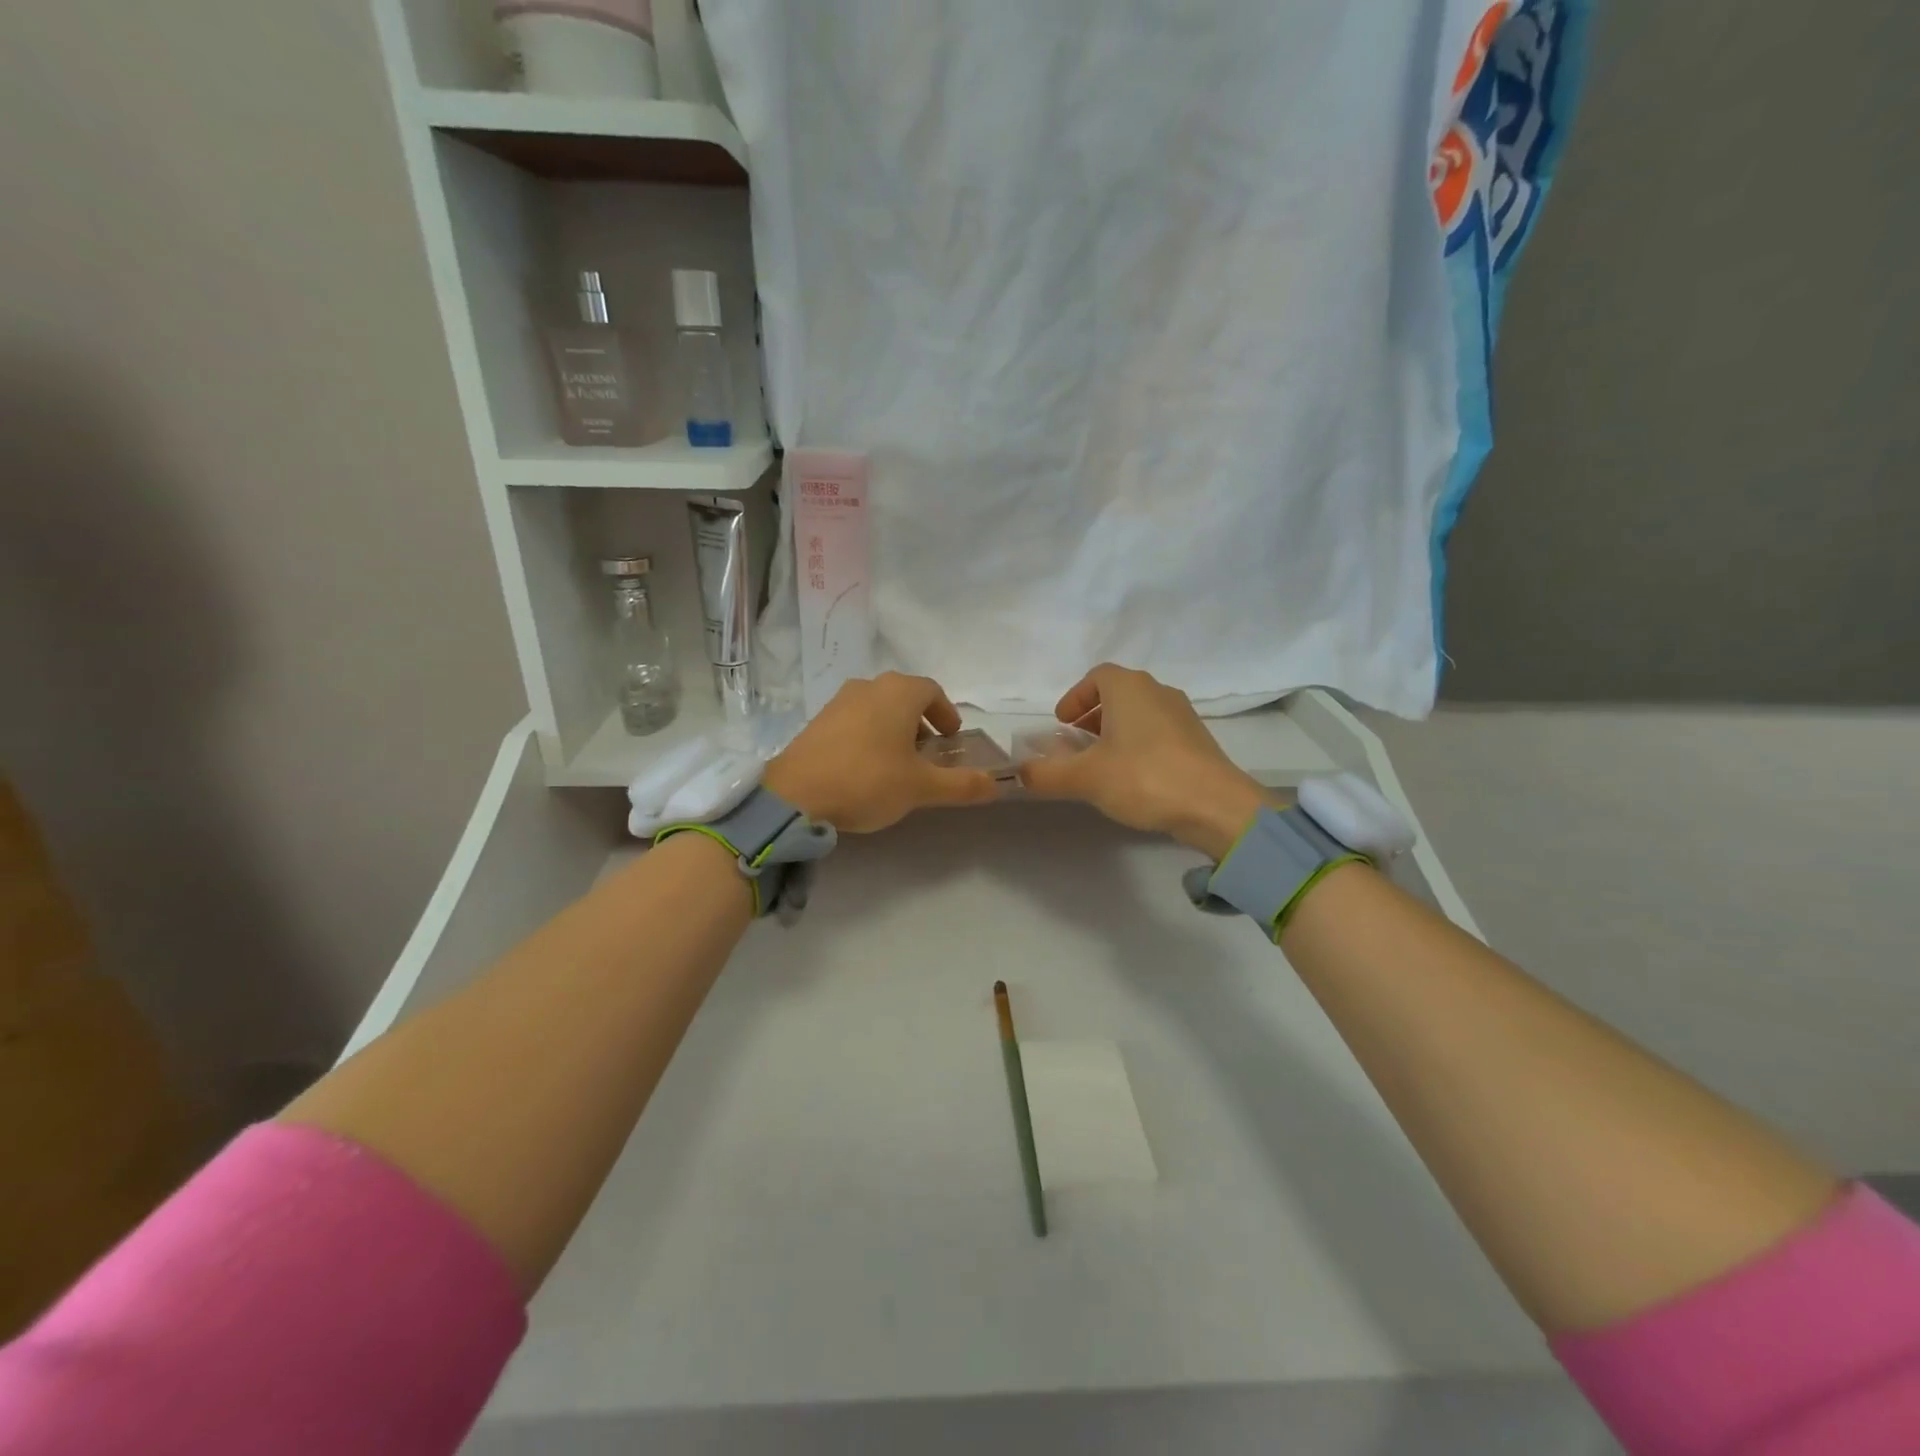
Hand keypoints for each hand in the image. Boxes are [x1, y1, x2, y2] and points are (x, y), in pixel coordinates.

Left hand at [763, 673, 1000, 832]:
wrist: (795, 795)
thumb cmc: (868, 780)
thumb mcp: (921, 787)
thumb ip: (962, 784)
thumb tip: (997, 784)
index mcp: (898, 692)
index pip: (932, 691)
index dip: (947, 712)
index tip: (952, 737)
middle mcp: (869, 686)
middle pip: (904, 697)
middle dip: (921, 721)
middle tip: (929, 752)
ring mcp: (839, 701)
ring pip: (878, 707)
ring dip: (894, 728)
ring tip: (899, 762)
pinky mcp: (817, 721)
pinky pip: (855, 720)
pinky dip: (870, 734)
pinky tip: (866, 767)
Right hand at [1017, 664, 1268, 859]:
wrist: (1215, 806)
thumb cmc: (1144, 777)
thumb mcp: (1085, 778)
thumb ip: (1046, 774)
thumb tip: (1018, 774)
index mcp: (1129, 688)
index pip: (1096, 677)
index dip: (1074, 698)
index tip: (1061, 723)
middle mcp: (1158, 692)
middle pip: (1117, 694)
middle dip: (1091, 717)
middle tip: (1074, 745)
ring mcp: (1182, 715)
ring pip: (1138, 714)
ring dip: (1114, 732)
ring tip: (1099, 764)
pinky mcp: (1197, 741)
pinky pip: (1157, 733)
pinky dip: (1137, 745)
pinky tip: (1131, 777)